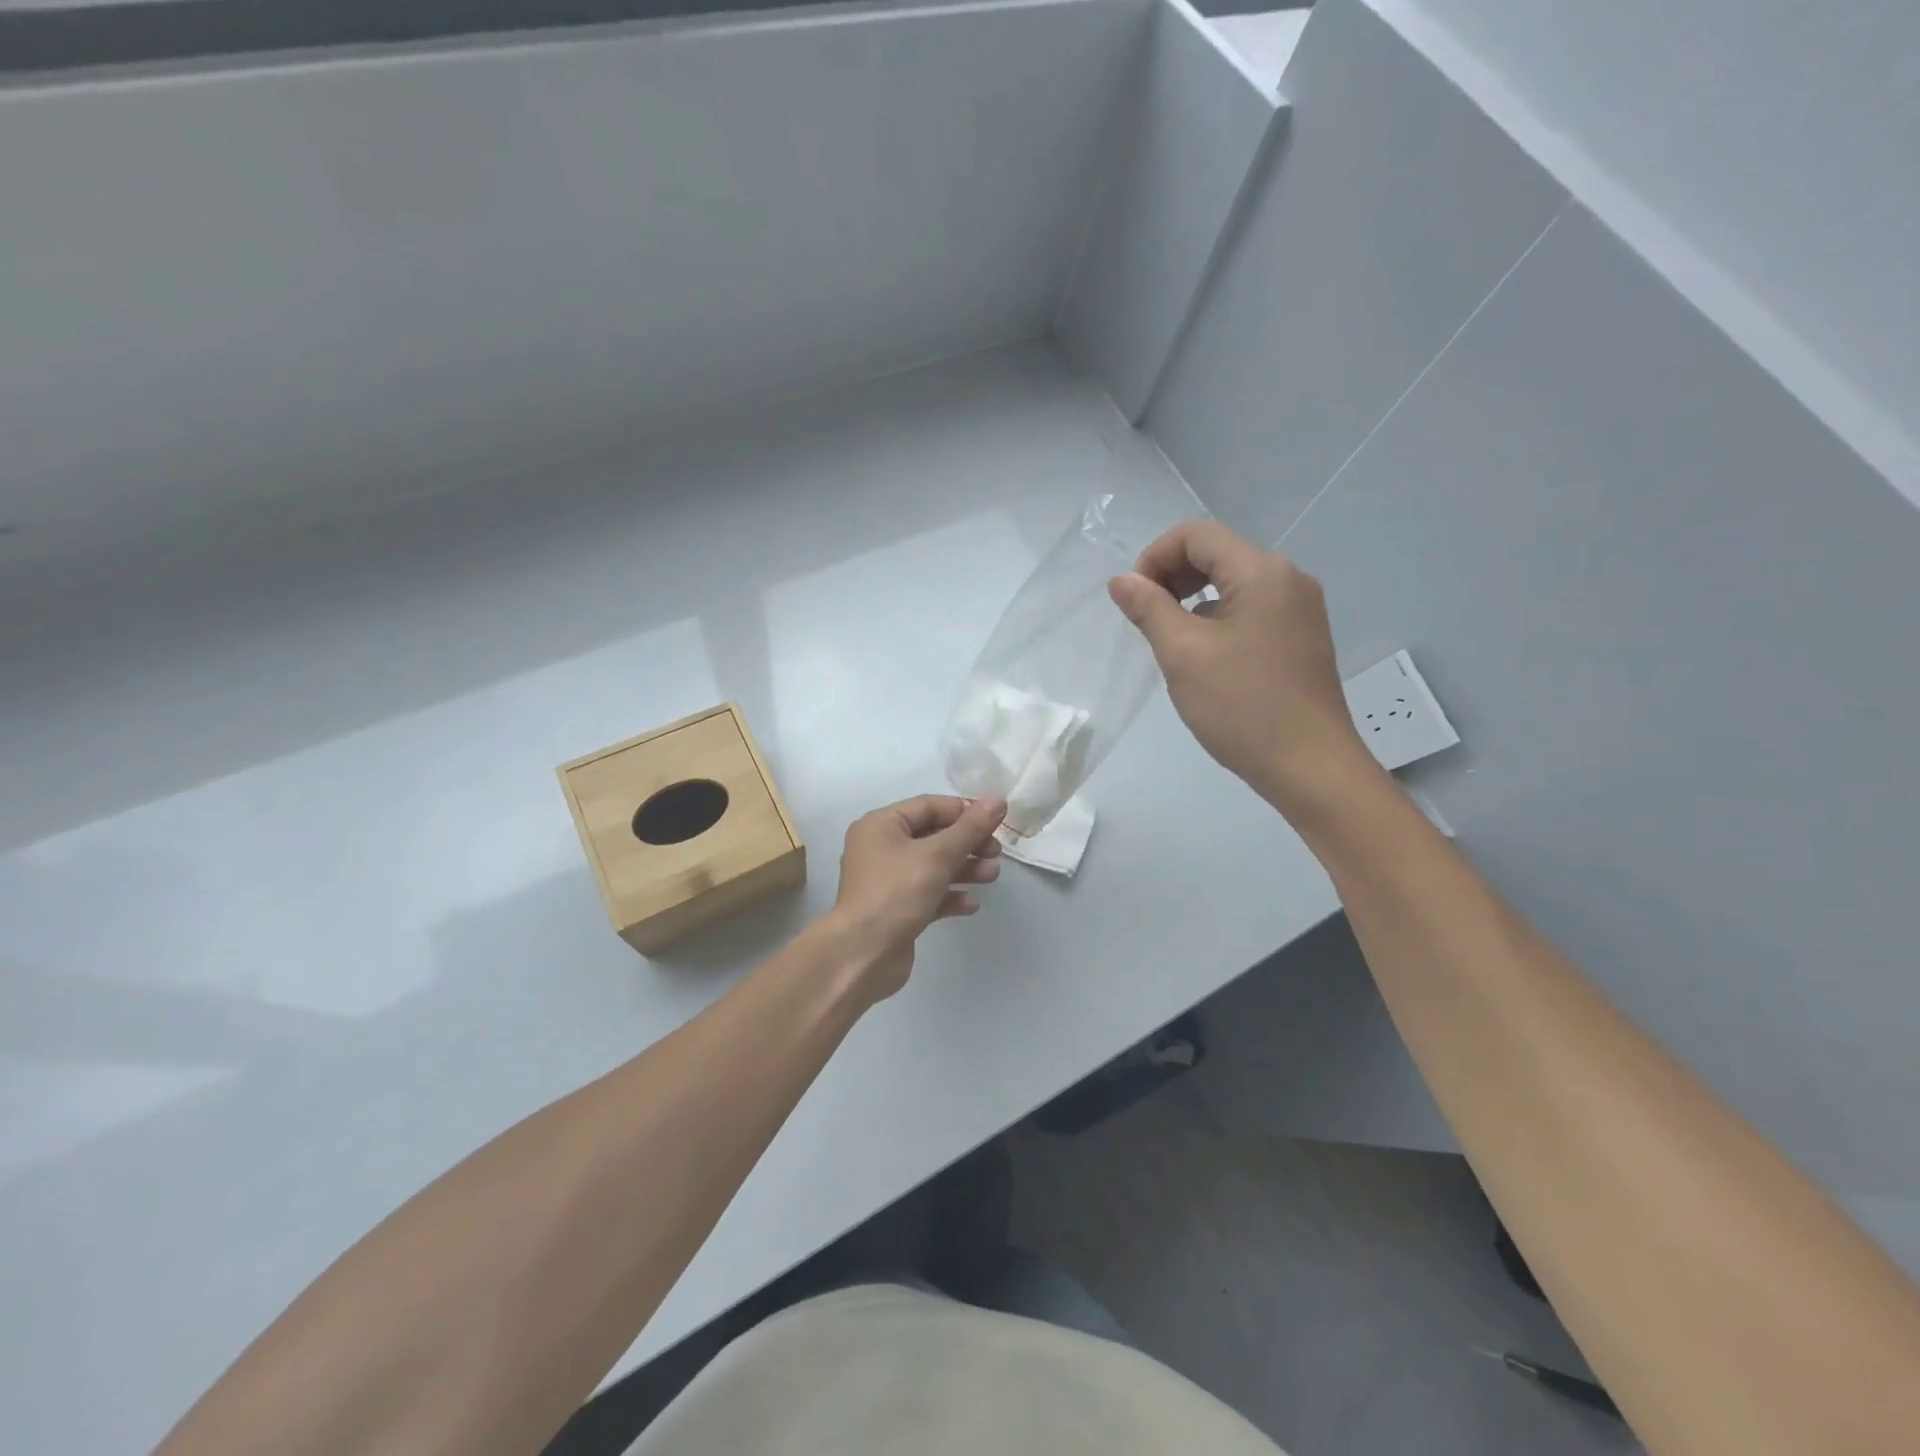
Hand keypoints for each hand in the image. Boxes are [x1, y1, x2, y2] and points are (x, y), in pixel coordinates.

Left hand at [822, 794, 1006, 1003]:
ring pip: (933, 866)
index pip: (929, 806)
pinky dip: (950, 895)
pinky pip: (928, 894)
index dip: (964, 811)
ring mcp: (888, 881)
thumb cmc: (896, 893)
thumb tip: (998, 799)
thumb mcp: (937, 855)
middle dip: (967, 843)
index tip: (996, 822)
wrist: (863, 955)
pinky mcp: (897, 909)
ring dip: (964, 869)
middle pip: (933, 836)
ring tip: (992, 876)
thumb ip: (970, 828)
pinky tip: (971, 904)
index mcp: (882, 825)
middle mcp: (881, 848)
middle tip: (996, 853)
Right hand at [1108, 522, 1374, 810]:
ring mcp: (1299, 609)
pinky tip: (1203, 656)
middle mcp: (1288, 579)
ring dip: (1192, 598)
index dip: (1154, 557)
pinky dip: (1217, 617)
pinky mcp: (1301, 637)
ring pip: (1233, 582)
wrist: (1309, 766)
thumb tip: (1121, 580)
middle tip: (1145, 618)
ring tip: (1170, 640)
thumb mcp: (1183, 654)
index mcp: (1262, 572)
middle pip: (1217, 553)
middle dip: (1172, 576)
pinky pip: (1251, 608)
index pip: (1196, 535)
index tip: (1133, 599)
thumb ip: (1149, 608)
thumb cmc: (1242, 706)